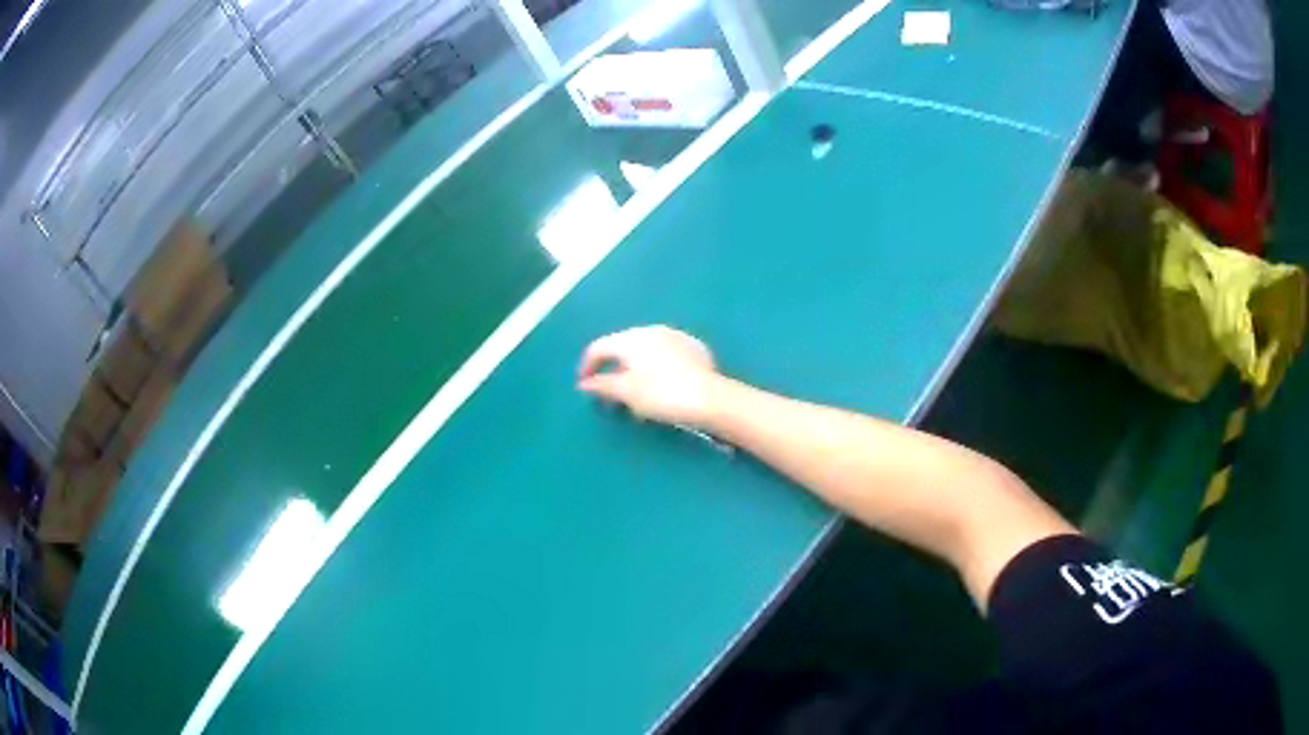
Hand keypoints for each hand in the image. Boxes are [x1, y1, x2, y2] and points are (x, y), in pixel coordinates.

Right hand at [578, 326, 721, 427]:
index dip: (587, 366)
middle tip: (610, 390)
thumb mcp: (627, 393)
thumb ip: (603, 385)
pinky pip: (666, 354)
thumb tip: (585, 383)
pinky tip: (663, 383)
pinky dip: (657, 366)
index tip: (585, 386)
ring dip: (635, 366)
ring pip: (646, 349)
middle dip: (612, 366)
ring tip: (636, 389)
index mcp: (631, 338)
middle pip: (622, 345)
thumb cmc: (662, 394)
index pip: (599, 347)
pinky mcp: (695, 347)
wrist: (710, 398)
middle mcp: (651, 330)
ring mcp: (676, 336)